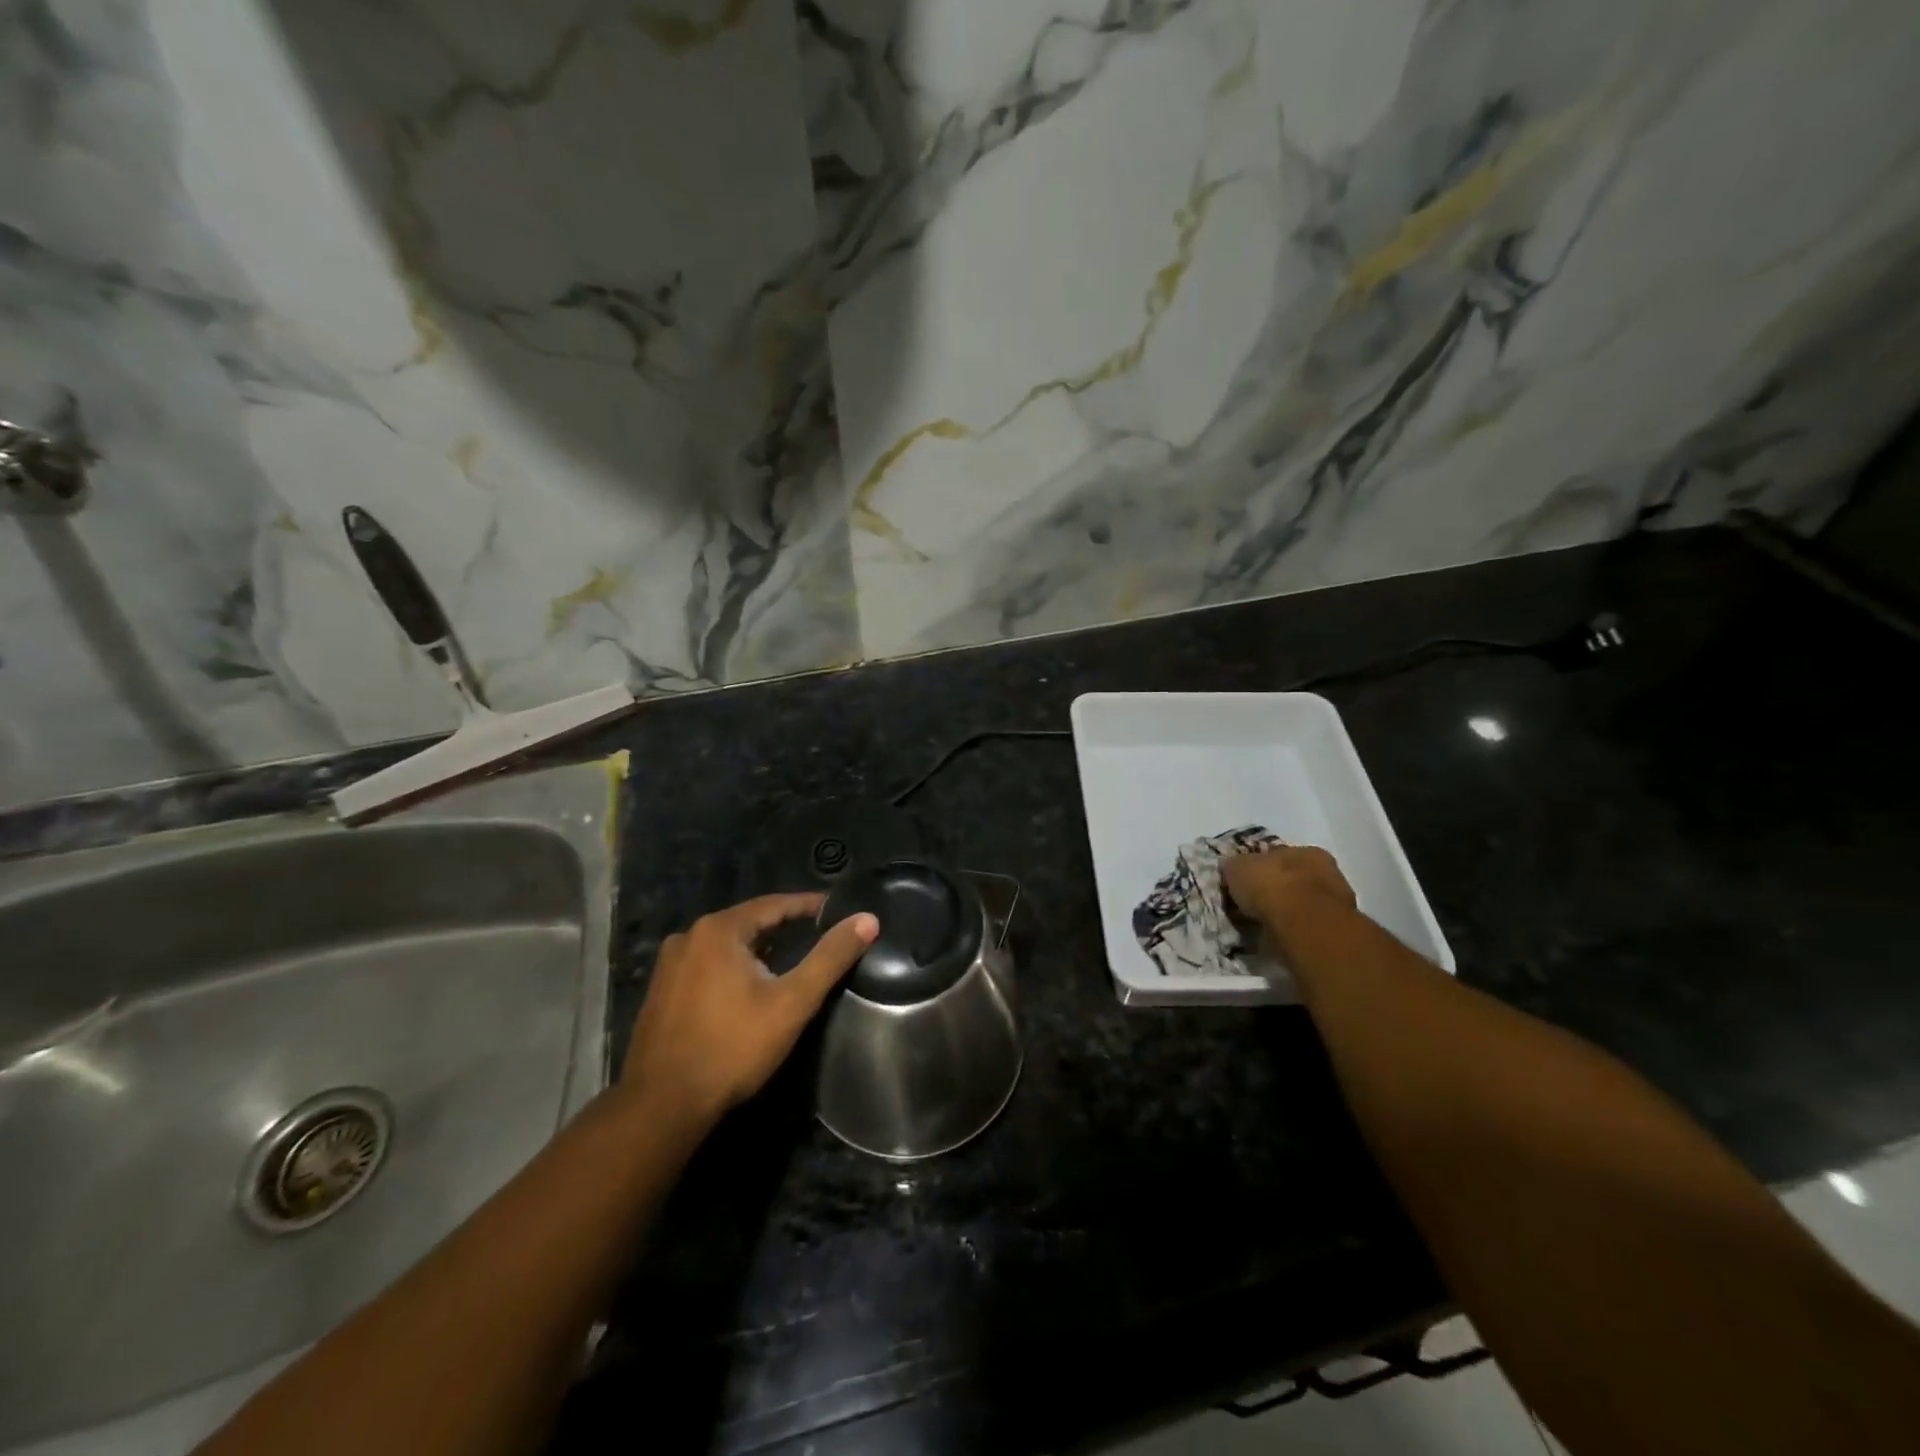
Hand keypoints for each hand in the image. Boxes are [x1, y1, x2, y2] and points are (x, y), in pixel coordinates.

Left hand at [621, 895, 878, 1125]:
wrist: (662, 1106)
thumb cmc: (733, 1047)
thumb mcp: (792, 1001)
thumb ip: (831, 957)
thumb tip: (867, 919)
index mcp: (718, 929)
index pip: (774, 904)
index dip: (809, 906)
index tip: (837, 910)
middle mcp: (688, 937)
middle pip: (749, 923)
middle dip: (784, 928)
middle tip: (818, 936)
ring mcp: (669, 965)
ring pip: (726, 946)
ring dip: (758, 949)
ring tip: (789, 961)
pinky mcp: (660, 992)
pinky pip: (706, 966)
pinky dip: (733, 968)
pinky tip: (749, 988)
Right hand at [1222, 845, 1356, 932]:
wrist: (1304, 926)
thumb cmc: (1272, 886)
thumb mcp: (1238, 867)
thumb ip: (1235, 865)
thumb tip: (1230, 868)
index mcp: (1307, 852)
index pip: (1280, 855)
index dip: (1260, 866)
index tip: (1244, 881)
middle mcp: (1327, 873)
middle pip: (1294, 879)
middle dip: (1275, 890)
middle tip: (1252, 904)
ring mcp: (1336, 904)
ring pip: (1303, 904)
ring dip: (1285, 912)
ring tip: (1262, 924)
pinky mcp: (1336, 932)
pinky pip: (1306, 927)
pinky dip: (1292, 931)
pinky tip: (1276, 937)